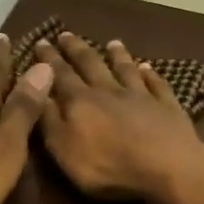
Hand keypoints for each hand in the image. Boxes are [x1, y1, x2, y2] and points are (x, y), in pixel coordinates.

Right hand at [34, 31, 203, 203]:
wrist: (166, 168)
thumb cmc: (108, 166)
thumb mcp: (64, 150)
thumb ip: (48, 120)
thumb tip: (35, 90)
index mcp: (80, 102)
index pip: (59, 75)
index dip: (48, 60)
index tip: (41, 42)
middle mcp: (109, 91)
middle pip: (91, 64)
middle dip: (76, 49)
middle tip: (66, 34)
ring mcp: (141, 97)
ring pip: (126, 69)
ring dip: (118, 55)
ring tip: (112, 42)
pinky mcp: (167, 107)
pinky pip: (157, 85)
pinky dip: (151, 74)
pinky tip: (148, 68)